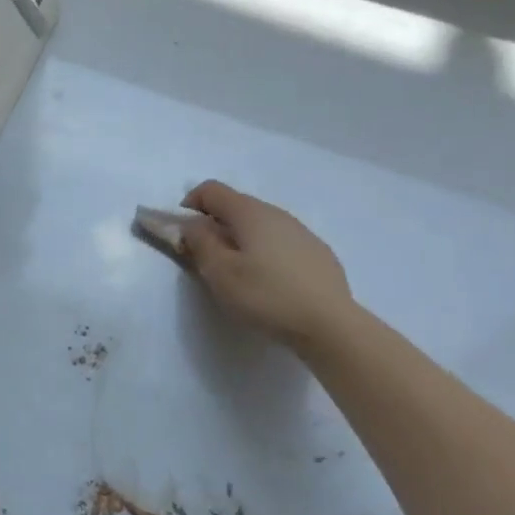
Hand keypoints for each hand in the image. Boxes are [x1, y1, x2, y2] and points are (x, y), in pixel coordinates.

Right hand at [179, 180, 356, 353]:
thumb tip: (191, 224)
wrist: (331, 325)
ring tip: (239, 274)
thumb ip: (199, 242)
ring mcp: (301, 231)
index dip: (190, 205)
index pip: (211, 190)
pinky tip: (270, 283)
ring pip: (260, 225)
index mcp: (249, 212)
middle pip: (236, 206)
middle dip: (214, 225)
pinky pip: (280, 242)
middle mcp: (277, 213)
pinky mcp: (318, 253)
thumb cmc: (266, 295)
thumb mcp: (220, 272)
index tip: (184, 235)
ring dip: (241, 240)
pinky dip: (265, 252)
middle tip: (207, 259)